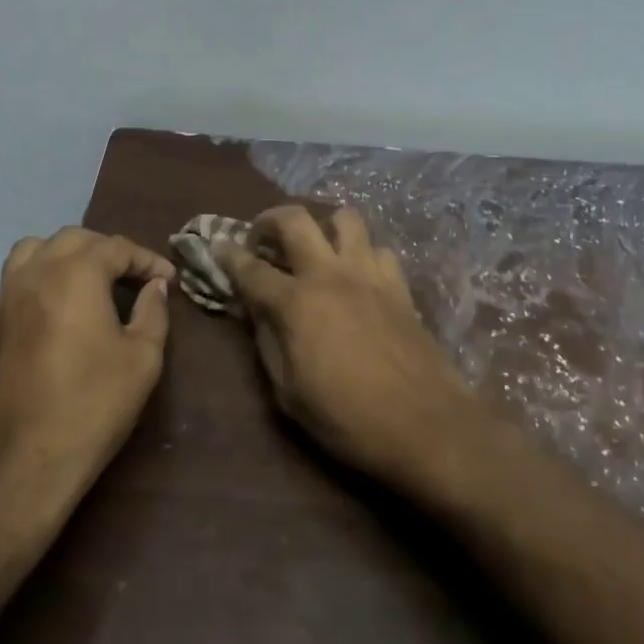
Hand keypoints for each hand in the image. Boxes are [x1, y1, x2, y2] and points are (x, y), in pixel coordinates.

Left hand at [0, 228, 174, 512]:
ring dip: (70, 254)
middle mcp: (36, 272)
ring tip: (93, 281)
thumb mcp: (142, 360)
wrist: (17, 465)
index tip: (169, 280)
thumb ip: (153, 313)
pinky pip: (19, 276)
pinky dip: (45, 274)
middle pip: (76, 239)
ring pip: (38, 249)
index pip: (117, 247)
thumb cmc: (90, 408)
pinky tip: (63, 306)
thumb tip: (155, 287)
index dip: (147, 260)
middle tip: (135, 278)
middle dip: (109, 251)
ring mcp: (7, 296)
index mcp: (75, 274)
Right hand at [215, 206, 480, 488]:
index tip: (217, 247)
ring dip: (324, 226)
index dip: (228, 255)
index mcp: (296, 303)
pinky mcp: (399, 285)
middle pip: (295, 219)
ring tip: (317, 249)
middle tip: (262, 237)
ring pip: (345, 218)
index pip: (251, 268)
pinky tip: (359, 277)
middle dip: (270, 219)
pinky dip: (363, 255)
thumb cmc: (348, 419)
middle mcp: (329, 275)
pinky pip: (379, 249)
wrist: (426, 426)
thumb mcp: (289, 394)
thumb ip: (268, 343)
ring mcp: (369, 275)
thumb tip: (257, 311)